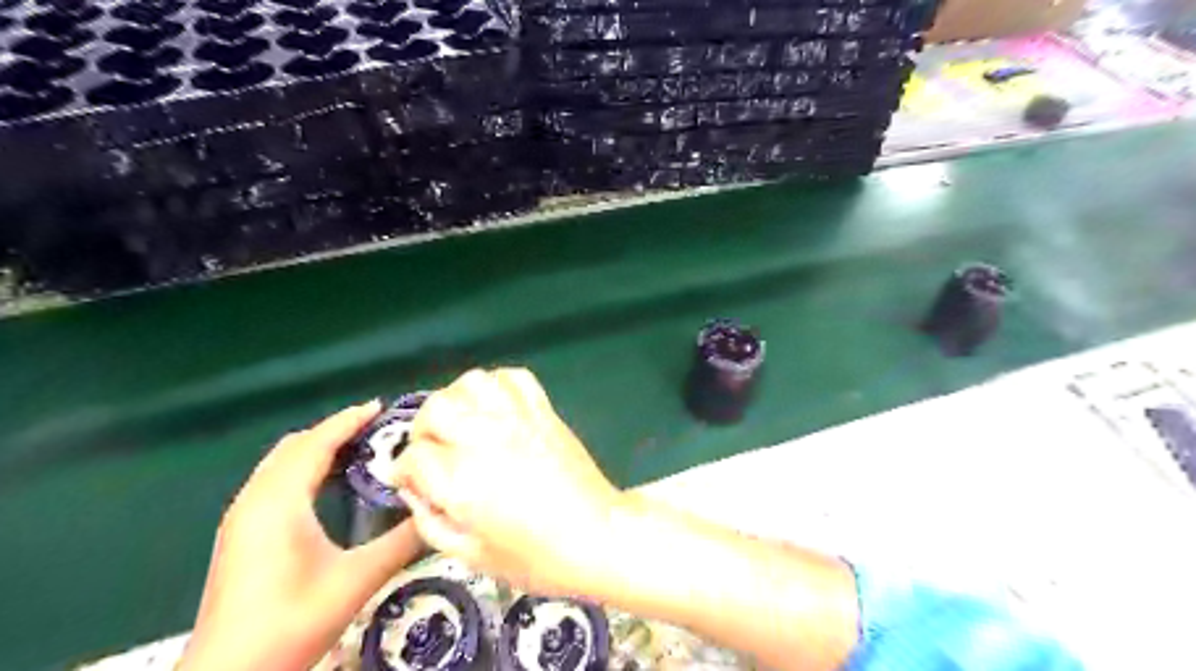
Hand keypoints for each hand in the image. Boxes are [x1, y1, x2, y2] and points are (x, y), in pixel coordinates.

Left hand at [177, 403, 420, 669]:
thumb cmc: (292, 620)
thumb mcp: (356, 579)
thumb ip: (402, 542)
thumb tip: (440, 512)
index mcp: (279, 501)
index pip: (316, 443)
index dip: (348, 421)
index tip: (381, 406)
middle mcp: (254, 499)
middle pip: (295, 446)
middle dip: (334, 430)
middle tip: (376, 429)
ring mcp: (242, 517)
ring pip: (281, 463)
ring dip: (317, 449)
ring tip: (358, 450)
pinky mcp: (240, 534)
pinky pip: (274, 481)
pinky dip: (303, 469)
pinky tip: (328, 486)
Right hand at [396, 366, 625, 596]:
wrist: (597, 535)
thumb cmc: (536, 557)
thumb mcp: (471, 557)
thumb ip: (431, 522)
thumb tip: (413, 491)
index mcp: (461, 479)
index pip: (414, 456)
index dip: (404, 470)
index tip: (410, 481)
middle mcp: (484, 438)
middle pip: (436, 408)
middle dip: (423, 429)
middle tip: (434, 450)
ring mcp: (517, 419)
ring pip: (472, 383)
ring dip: (458, 399)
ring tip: (464, 422)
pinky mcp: (544, 410)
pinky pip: (514, 377)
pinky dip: (498, 385)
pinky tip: (497, 407)